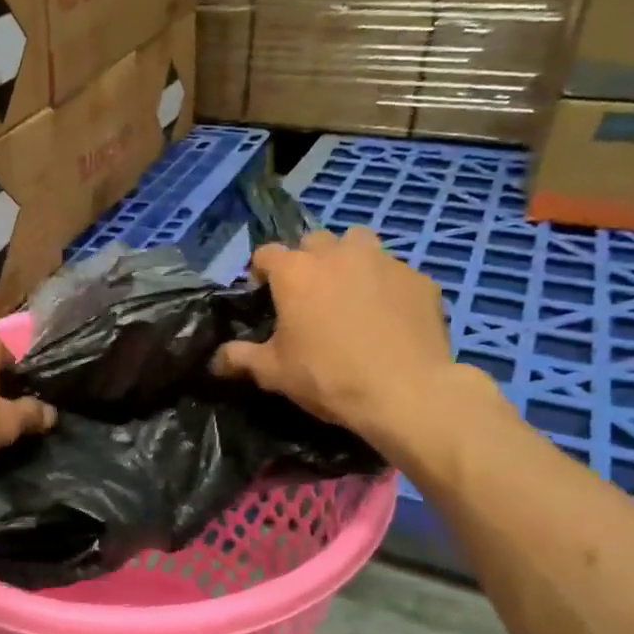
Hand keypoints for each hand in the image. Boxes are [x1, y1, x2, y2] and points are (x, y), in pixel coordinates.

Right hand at [213, 230, 459, 446]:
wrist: (405, 391)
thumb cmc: (327, 377)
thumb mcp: (273, 372)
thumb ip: (240, 358)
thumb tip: (214, 360)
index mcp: (296, 272)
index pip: (266, 253)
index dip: (260, 272)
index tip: (263, 295)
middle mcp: (337, 254)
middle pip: (313, 241)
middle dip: (306, 261)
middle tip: (308, 295)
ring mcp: (383, 261)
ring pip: (358, 243)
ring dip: (348, 259)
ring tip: (349, 292)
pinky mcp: (418, 279)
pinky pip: (394, 272)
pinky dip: (385, 286)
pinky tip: (387, 316)